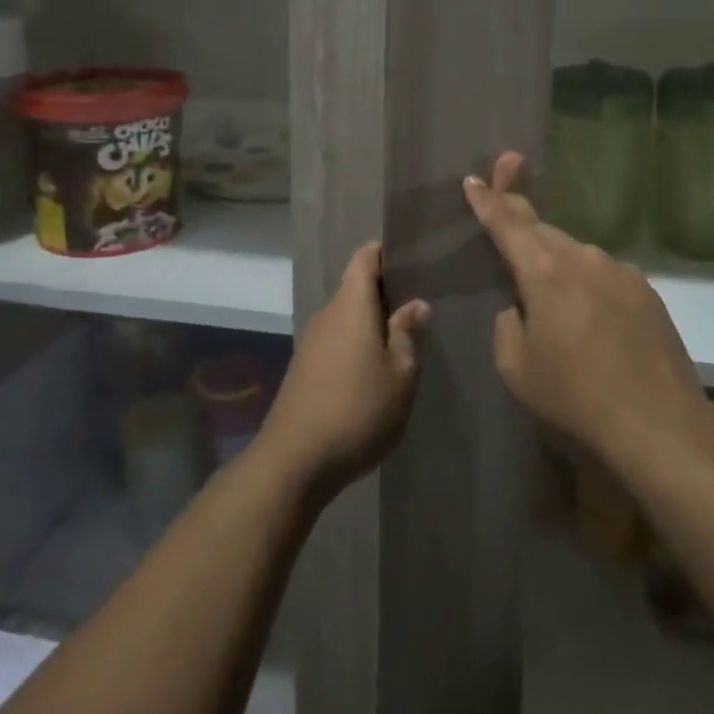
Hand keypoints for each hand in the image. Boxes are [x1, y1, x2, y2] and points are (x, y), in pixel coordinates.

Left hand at [257, 243, 429, 498]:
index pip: (364, 258)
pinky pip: (336, 340)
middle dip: (385, 292)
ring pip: (347, 317)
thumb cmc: (357, 410)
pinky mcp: (304, 368)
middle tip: (419, 303)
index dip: (385, 252)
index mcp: (351, 305)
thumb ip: (408, 334)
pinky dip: (357, 344)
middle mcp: (327, 315)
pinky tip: (375, 369)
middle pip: (356, 288)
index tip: (411, 256)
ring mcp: (311, 342)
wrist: (294, 462)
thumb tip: (416, 304)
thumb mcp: (400, 375)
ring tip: (403, 338)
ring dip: (372, 322)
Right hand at [466, 152, 705, 468]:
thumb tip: (522, 307)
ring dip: (557, 260)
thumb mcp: (516, 368)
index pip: (508, 225)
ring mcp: (621, 272)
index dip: (487, 201)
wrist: (660, 426)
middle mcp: (584, 258)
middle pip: (543, 231)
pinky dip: (588, 283)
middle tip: (504, 204)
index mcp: (544, 271)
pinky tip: (591, 315)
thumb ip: (508, 325)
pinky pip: (605, 276)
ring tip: (550, 288)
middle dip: (521, 221)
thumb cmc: (574, 398)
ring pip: (577, 255)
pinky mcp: (647, 292)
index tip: (473, 177)